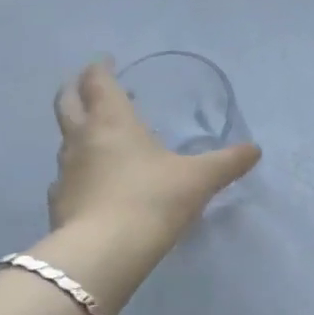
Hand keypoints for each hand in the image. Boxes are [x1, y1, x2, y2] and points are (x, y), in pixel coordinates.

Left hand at [47, 61, 260, 244]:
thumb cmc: (153, 200)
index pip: (98, 82)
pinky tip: (94, 185)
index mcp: (112, 121)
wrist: (104, 252)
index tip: (108, 62)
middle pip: (67, 102)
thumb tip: (255, 150)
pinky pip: (66, 178)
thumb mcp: (200, 179)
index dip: (101, 68)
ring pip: (66, 140)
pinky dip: (78, 173)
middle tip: (91, 88)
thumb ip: (228, 162)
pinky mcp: (58, 203)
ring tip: (101, 139)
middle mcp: (82, 139)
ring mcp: (64, 172)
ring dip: (79, 132)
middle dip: (77, 90)